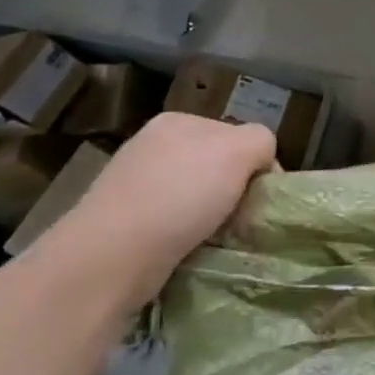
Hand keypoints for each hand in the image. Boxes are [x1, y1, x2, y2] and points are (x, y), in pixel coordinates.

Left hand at [46, 112, 276, 303]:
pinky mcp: (127, 220)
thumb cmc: (181, 195)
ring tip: (219, 237)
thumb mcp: (238, 151)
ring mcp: (137, 182)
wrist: (113, 253)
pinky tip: (194, 247)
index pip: (239, 136)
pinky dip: (193, 234)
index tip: (260, 196)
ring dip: (216, 215)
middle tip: (241, 218)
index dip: (257, 164)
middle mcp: (155, 146)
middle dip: (236, 190)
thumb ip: (260, 142)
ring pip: (200, 195)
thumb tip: (261, 164)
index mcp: (179, 121)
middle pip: (219, 165)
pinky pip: (178, 221)